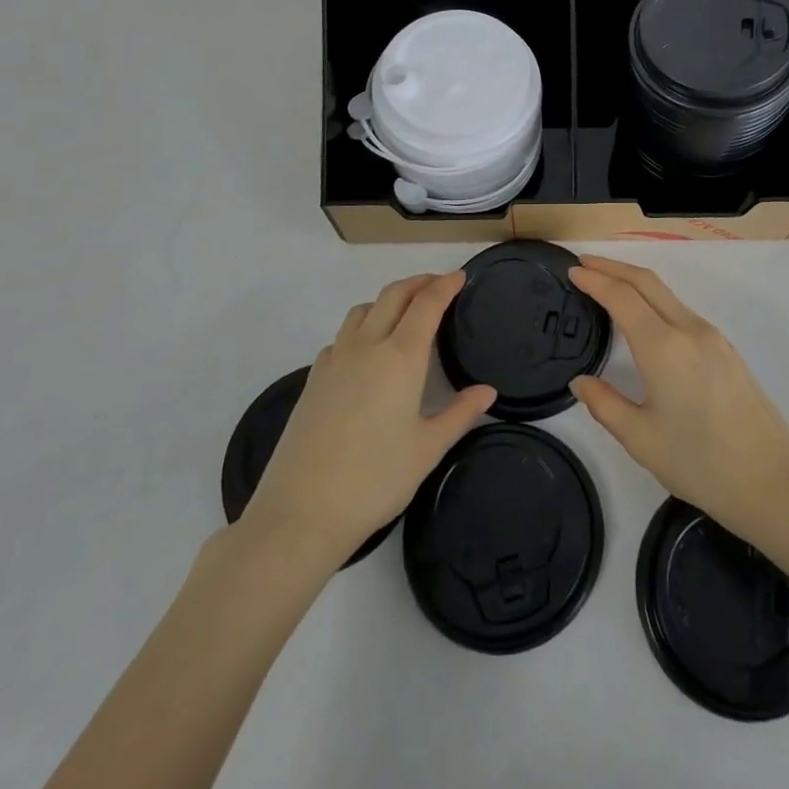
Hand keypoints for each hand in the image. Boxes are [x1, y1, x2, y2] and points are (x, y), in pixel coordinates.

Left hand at [242, 272, 494, 564]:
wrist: (301, 512)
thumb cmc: (375, 480)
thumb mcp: (428, 449)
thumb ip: (460, 413)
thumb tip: (487, 391)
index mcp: (400, 357)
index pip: (426, 304)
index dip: (445, 285)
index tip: (461, 276)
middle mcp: (366, 347)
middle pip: (393, 295)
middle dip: (418, 283)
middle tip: (439, 285)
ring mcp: (335, 360)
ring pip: (363, 310)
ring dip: (388, 300)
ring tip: (404, 313)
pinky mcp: (313, 379)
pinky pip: (341, 336)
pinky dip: (361, 328)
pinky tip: (366, 353)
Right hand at [568, 256, 788, 543]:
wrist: (774, 484)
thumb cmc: (701, 464)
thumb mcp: (641, 439)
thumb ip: (605, 404)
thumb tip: (581, 382)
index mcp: (664, 347)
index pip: (622, 297)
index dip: (595, 279)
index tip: (572, 270)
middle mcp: (690, 330)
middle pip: (647, 282)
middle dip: (613, 267)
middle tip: (584, 264)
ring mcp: (713, 338)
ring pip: (667, 295)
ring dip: (635, 282)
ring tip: (608, 286)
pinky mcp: (727, 351)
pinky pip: (682, 312)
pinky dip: (655, 301)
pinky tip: (645, 319)